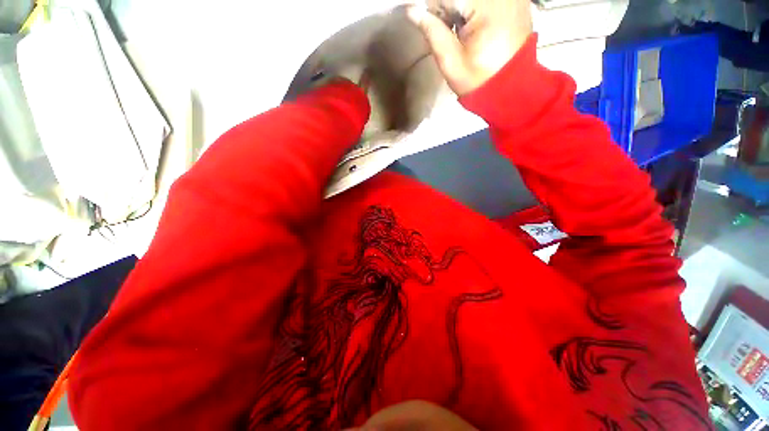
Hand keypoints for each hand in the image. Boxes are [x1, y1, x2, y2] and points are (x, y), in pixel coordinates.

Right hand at [407, 0, 532, 95]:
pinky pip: (487, 0)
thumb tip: (411, 11)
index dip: (436, 9)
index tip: (437, 28)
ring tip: (464, 28)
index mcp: (486, 7)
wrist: (510, 88)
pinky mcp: (517, 0)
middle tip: (451, 28)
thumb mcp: (450, 62)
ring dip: (462, 9)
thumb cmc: (477, 80)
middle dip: (449, 7)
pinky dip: (476, 9)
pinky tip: (477, 24)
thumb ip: (432, 32)